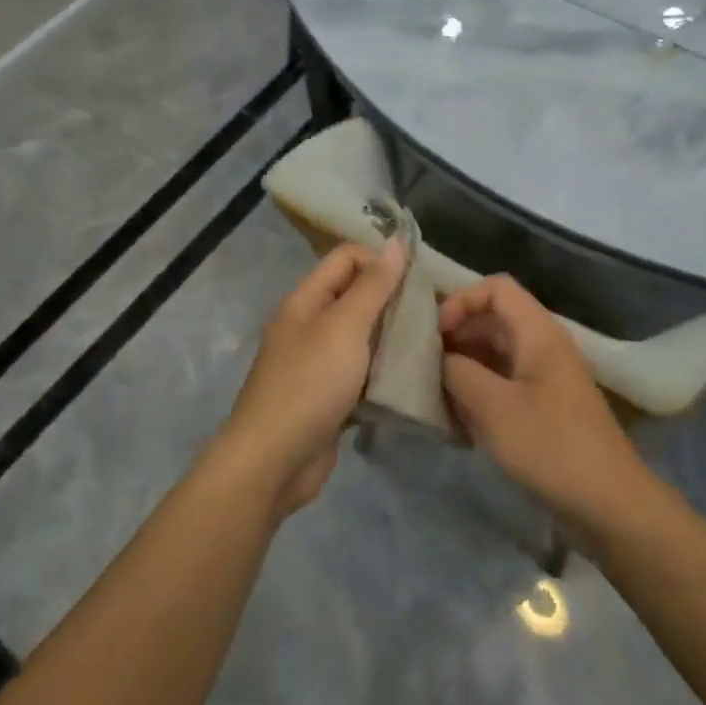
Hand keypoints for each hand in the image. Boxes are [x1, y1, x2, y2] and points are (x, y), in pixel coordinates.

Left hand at [213, 240, 407, 515]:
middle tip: (431, 314)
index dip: (381, 261)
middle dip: (393, 300)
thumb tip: (396, 243)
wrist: (274, 461)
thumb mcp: (344, 327)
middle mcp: (310, 325)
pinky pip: (363, 372)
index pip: (347, 258)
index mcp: (306, 300)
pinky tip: (412, 378)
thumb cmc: (309, 384)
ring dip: (392, 337)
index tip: (418, 281)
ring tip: (429, 343)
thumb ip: (372, 286)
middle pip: (356, 296)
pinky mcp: (330, 396)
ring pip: (363, 337)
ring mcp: (318, 363)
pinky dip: (384, 372)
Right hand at [441, 275, 657, 533]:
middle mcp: (542, 347)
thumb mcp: (494, 408)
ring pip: (494, 355)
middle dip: (456, 336)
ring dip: (464, 368)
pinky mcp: (543, 408)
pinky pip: (503, 384)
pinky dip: (478, 392)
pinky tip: (457, 419)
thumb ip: (459, 373)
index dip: (461, 300)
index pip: (496, 288)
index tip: (435, 334)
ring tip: (434, 393)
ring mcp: (544, 378)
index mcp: (538, 333)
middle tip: (422, 365)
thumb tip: (440, 359)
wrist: (609, 503)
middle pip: (492, 321)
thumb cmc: (550, 446)